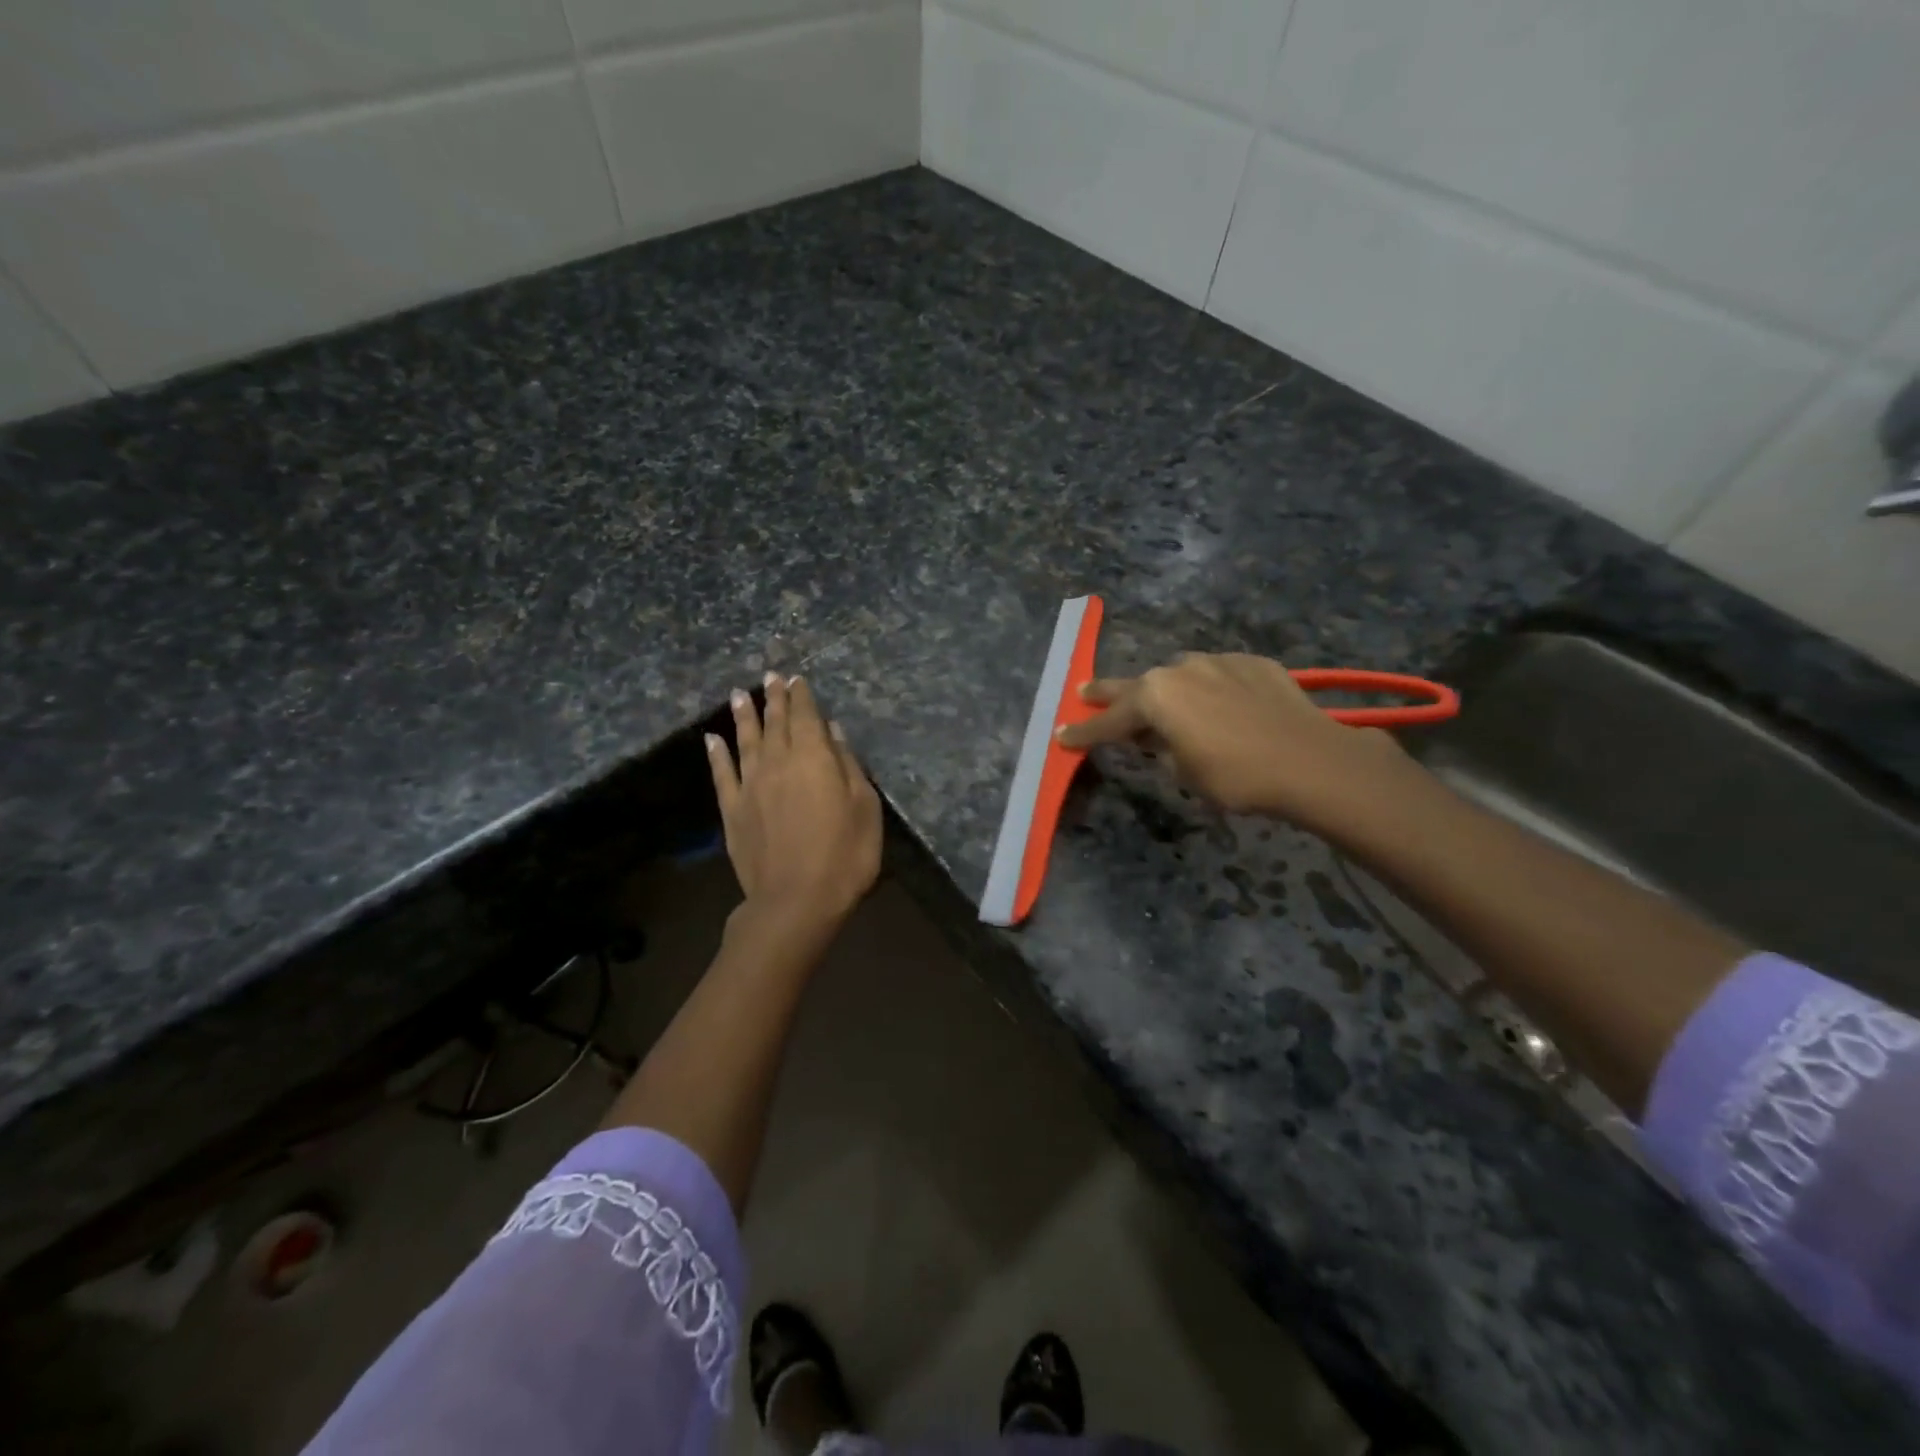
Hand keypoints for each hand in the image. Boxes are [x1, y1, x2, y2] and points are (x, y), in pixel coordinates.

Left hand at [706, 673, 882, 942]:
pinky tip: (712, 740)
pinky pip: (722, 774)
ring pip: (746, 741)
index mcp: (814, 758)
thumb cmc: (845, 855)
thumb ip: (848, 765)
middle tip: (770, 677)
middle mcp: (778, 762)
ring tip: (738, 695)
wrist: (796, 901)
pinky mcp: (732, 811)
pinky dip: (717, 754)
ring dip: (743, 716)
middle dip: (774, 697)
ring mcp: (751, 786)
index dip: (802, 696)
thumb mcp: (865, 808)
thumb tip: (833, 732)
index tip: (797, 678)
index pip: (806, 716)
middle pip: (775, 723)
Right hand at [1056, 652, 1407, 828]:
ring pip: (1179, 675)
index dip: (1084, 733)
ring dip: (1167, 691)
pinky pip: (1218, 675)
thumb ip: (1163, 749)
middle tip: (1084, 692)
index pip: (1108, 721)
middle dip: (1107, 693)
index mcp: (1155, 697)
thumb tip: (1160, 738)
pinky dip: (1210, 690)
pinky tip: (1221, 705)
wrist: (1311, 760)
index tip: (1062, 736)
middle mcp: (1179, 669)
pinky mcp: (1253, 663)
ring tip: (1166, 706)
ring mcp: (1218, 661)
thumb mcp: (1185, 772)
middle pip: (1134, 685)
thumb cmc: (1236, 775)